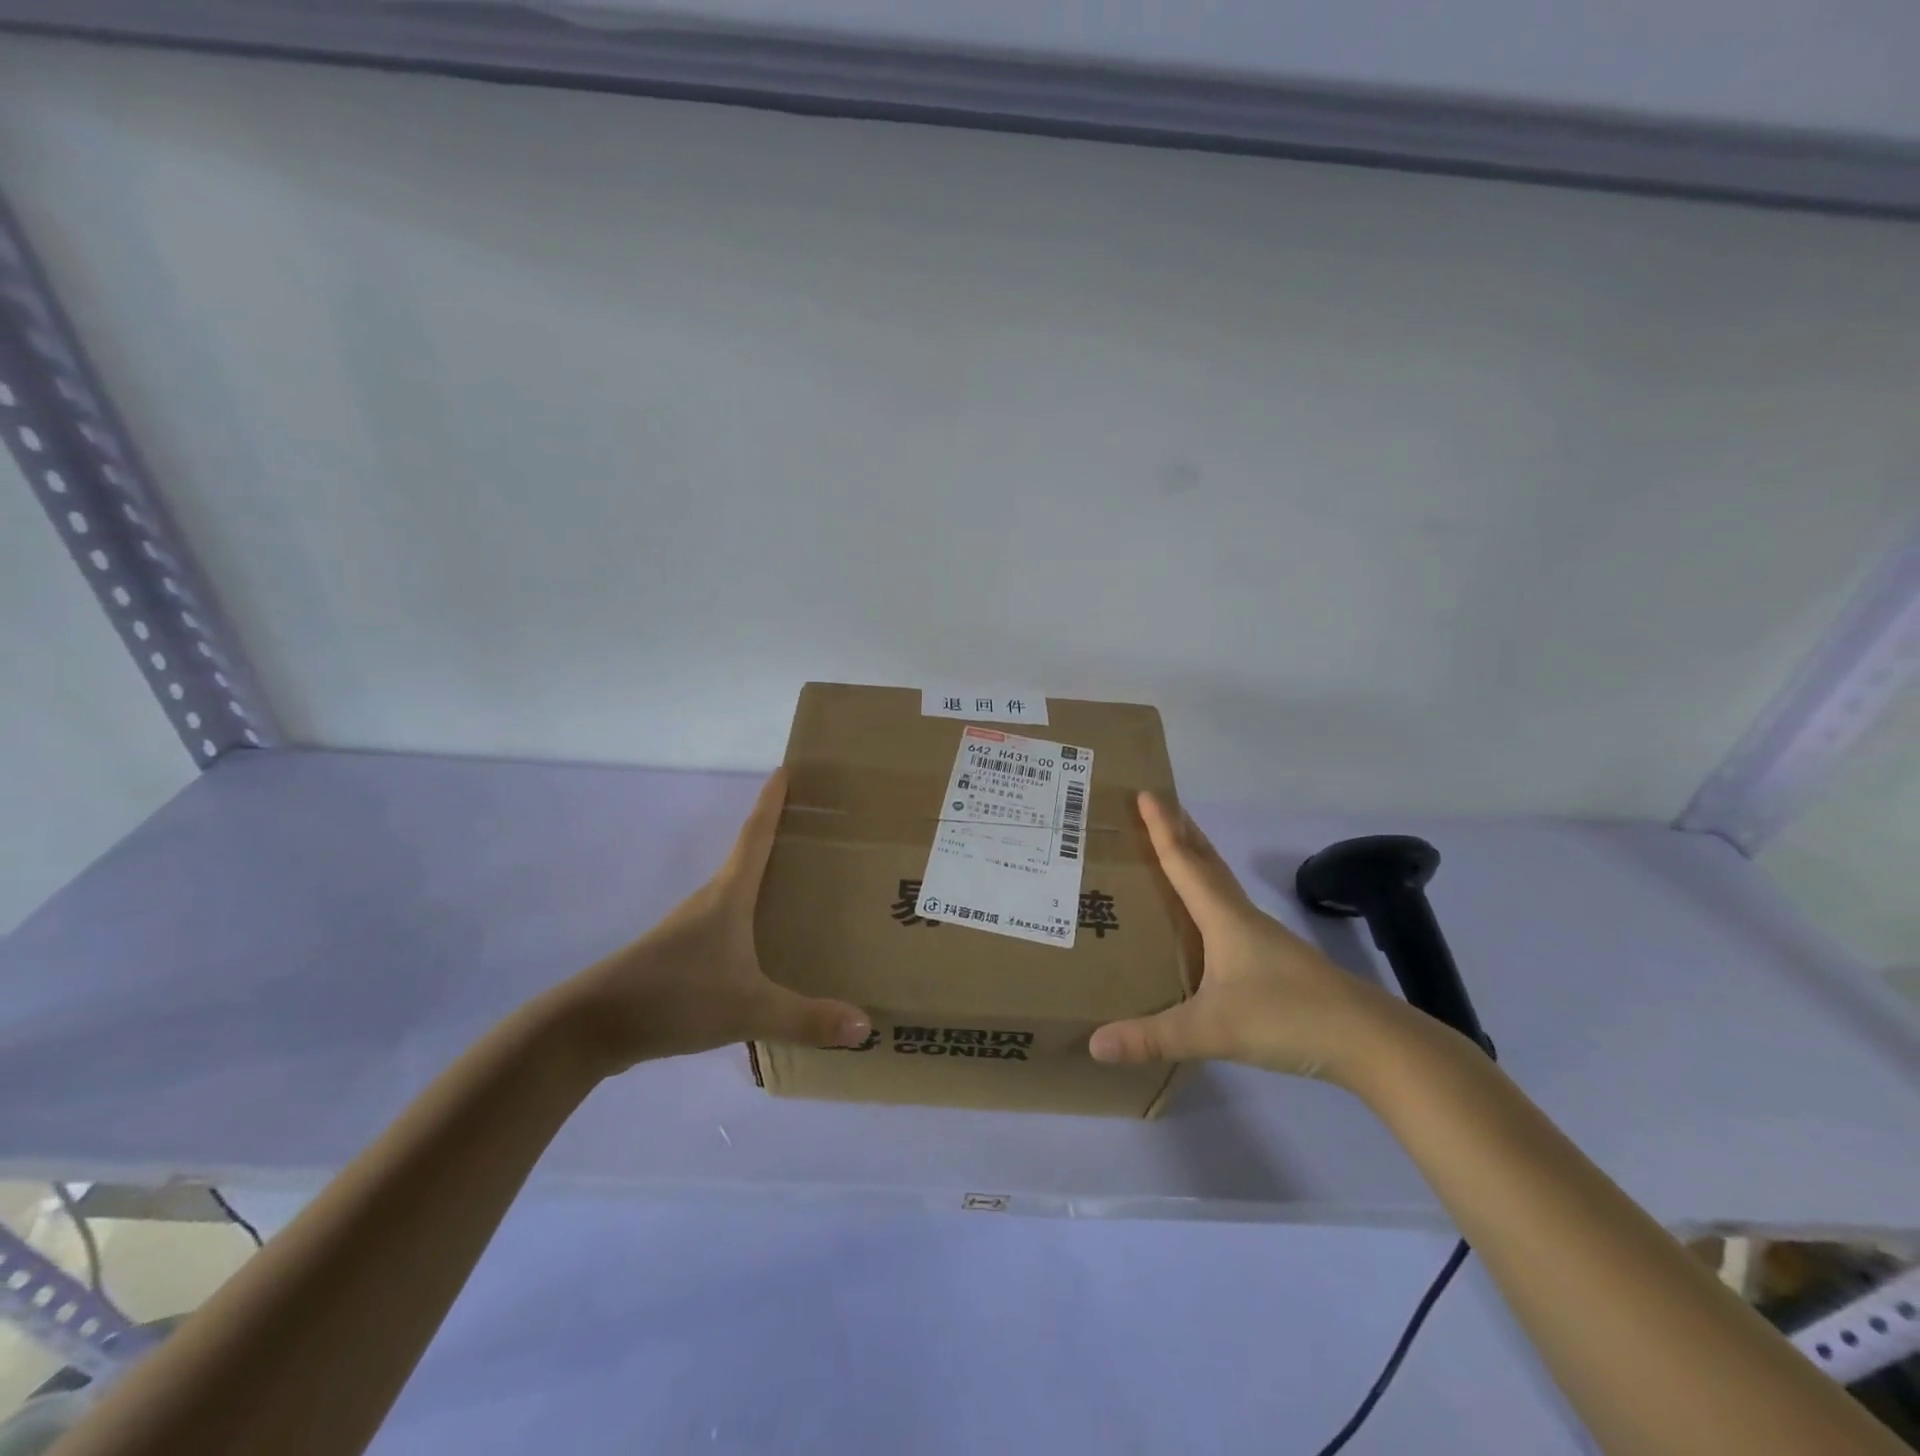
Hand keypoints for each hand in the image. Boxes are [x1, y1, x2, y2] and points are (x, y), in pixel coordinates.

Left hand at [555, 771, 872, 1072]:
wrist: (590, 1028)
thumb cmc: (674, 996)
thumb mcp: (748, 1008)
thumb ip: (806, 1018)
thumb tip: (865, 1026)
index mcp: (728, 896)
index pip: (756, 834)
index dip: (772, 802)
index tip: (785, 768)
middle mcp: (710, 902)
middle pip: (748, 856)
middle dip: (779, 836)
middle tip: (817, 827)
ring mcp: (690, 929)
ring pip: (737, 892)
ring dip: (765, 879)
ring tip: (803, 883)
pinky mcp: (680, 956)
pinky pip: (727, 924)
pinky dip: (750, 918)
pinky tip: (767, 943)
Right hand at [1088, 792, 1409, 1083]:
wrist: (1370, 1041)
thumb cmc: (1287, 1017)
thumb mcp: (1213, 1030)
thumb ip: (1153, 1037)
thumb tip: (1095, 1044)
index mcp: (1224, 918)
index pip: (1184, 862)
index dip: (1162, 828)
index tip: (1146, 792)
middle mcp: (1242, 917)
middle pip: (1207, 861)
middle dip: (1181, 829)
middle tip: (1159, 804)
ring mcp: (1262, 938)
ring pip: (1221, 884)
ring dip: (1197, 858)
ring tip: (1175, 848)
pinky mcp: (1275, 960)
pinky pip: (1230, 910)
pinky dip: (1210, 893)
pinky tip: (1206, 917)